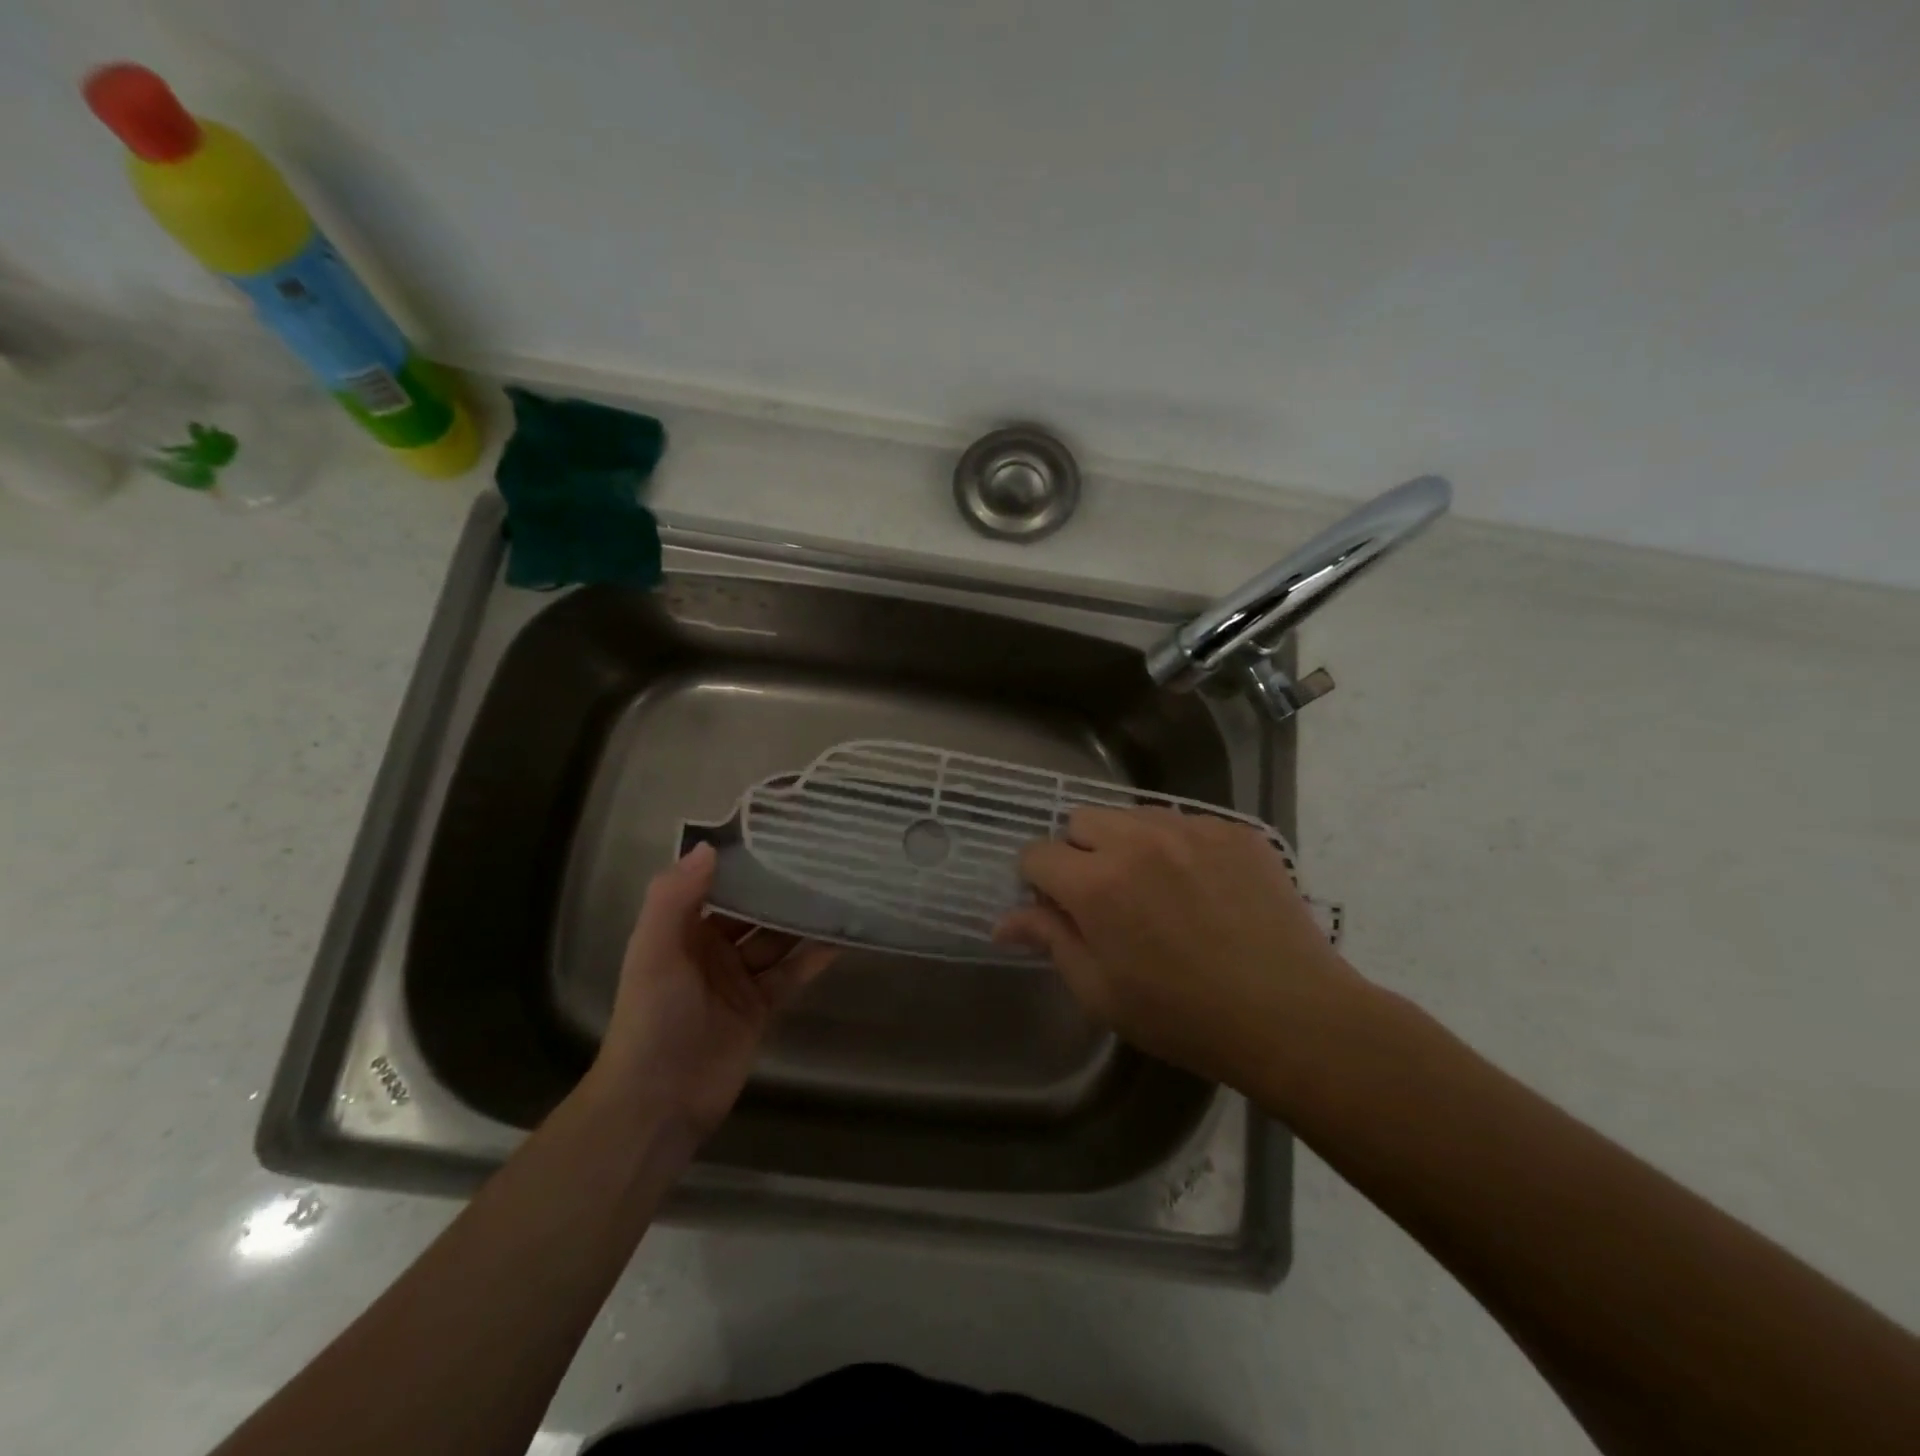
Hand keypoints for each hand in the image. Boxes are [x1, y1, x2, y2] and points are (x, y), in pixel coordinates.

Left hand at [590, 843, 836, 1140]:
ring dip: (802, 918)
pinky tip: (842, 936)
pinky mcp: (763, 1007)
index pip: (716, 884)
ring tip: (839, 888)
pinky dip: (815, 956)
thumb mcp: (655, 951)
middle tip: (822, 857)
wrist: (659, 1101)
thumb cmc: (653, 1018)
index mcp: (682, 930)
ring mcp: (739, 979)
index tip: (779, 833)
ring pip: (777, 939)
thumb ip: (675, 898)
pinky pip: (793, 973)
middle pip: (753, 910)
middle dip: (780, 887)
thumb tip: (710, 846)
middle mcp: (711, 949)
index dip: (743, 861)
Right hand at [997, 808, 1357, 1087]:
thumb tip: (1002, 921)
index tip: (1056, 906)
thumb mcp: (1101, 991)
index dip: (1037, 880)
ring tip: (1155, 888)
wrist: (1290, 1015)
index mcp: (1096, 883)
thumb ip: (1050, 940)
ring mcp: (1191, 829)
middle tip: (1105, 897)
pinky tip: (1200, 887)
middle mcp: (1138, 840)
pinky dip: (1176, 846)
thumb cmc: (1183, 1016)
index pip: (1037, 853)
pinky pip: (1184, 822)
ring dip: (1126, 843)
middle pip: (1081, 819)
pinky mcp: (1234, 831)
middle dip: (1079, 852)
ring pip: (1132, 814)